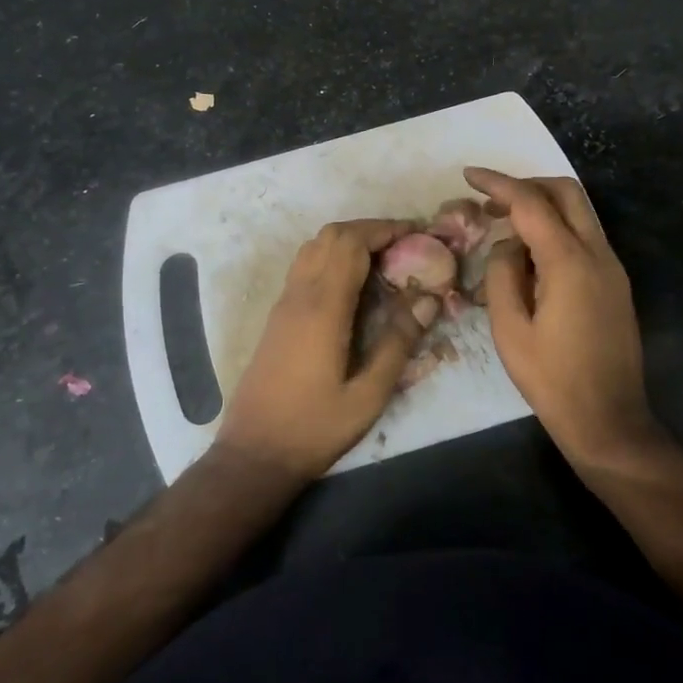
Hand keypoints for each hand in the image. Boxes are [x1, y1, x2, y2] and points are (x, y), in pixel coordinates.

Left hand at [214, 219, 440, 483]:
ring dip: (349, 240)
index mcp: (323, 307)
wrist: (254, 452)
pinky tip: (353, 284)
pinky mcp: (278, 315)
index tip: (417, 233)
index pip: (352, 243)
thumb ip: (398, 343)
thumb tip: (428, 298)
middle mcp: (300, 294)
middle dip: (370, 229)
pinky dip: (332, 256)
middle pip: (331, 235)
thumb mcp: (368, 395)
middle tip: (405, 245)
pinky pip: (305, 265)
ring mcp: (284, 302)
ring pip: (314, 246)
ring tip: (383, 260)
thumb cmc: (314, 428)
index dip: (385, 229)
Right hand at [466, 168, 658, 469]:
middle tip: (490, 201)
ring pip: (578, 212)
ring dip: (542, 206)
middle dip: (526, 185)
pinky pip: (583, 237)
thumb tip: (508, 245)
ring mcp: (612, 267)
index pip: (531, 203)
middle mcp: (598, 254)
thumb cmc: (552, 380)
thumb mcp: (509, 329)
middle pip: (565, 192)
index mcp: (569, 263)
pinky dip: (555, 229)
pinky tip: (529, 256)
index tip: (469, 175)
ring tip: (504, 228)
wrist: (610, 421)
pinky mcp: (615, 283)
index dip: (498, 183)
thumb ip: (502, 274)